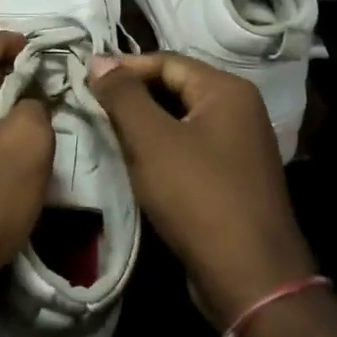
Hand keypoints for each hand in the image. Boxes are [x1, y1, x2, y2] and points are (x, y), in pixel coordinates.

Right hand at [91, 53, 315, 324]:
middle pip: (176, 87)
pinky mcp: (236, 176)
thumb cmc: (197, 196)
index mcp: (227, 90)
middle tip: (93, 107)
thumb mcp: (151, 140)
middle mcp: (241, 109)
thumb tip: (99, 59)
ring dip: (145, 124)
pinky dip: (163, 148)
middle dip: (134, 96)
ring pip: (182, 119)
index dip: (124, 68)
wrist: (250, 276)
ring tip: (109, 133)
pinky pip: (192, 147)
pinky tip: (139, 163)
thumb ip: (123, 95)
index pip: (166, 61)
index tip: (86, 82)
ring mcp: (241, 144)